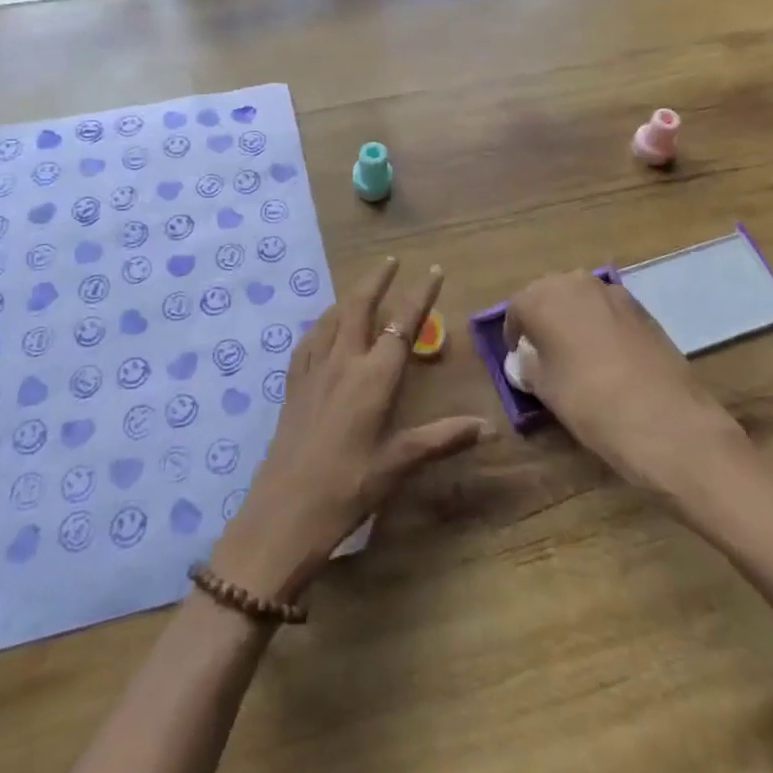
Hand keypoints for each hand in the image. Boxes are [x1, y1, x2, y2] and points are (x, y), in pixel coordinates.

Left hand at [211, 259, 488, 602]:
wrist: (284, 512)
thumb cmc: (348, 489)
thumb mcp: (399, 464)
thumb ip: (442, 438)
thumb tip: (488, 427)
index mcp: (373, 377)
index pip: (402, 324)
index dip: (420, 295)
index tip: (432, 269)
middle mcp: (343, 362)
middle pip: (360, 306)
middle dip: (377, 279)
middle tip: (392, 261)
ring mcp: (313, 370)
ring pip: (333, 317)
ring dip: (350, 296)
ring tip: (362, 287)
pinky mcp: (294, 384)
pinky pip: (310, 338)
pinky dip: (324, 321)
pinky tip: (325, 327)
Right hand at [504, 270, 745, 492]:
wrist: (665, 419)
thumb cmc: (589, 401)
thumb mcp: (544, 388)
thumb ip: (528, 364)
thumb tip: (527, 358)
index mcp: (543, 298)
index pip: (517, 308)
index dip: (515, 334)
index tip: (519, 358)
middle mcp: (575, 283)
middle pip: (549, 295)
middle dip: (543, 319)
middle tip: (544, 352)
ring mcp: (612, 292)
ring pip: (580, 299)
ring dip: (573, 319)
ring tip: (576, 354)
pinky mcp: (642, 308)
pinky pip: (608, 310)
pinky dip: (600, 325)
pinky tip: (608, 357)